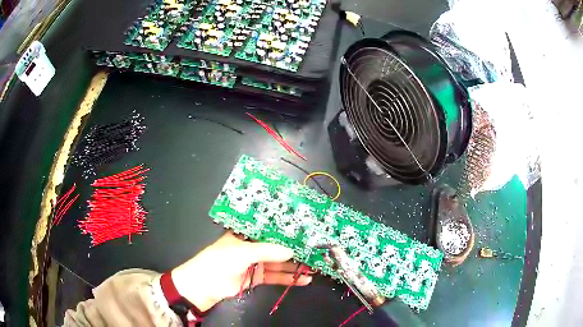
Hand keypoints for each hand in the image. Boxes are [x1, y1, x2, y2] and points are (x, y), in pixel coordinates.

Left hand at [171, 232, 311, 311]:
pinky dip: (289, 279)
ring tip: (314, 265)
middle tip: (314, 250)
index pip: (269, 229)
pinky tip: (303, 279)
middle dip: (294, 249)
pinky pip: (276, 277)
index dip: (285, 230)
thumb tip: (292, 251)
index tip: (304, 230)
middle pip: (276, 247)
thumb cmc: (219, 261)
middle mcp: (252, 246)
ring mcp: (255, 263)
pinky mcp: (257, 278)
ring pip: (278, 263)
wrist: (203, 286)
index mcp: (246, 234)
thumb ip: (267, 251)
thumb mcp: (242, 252)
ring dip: (295, 265)